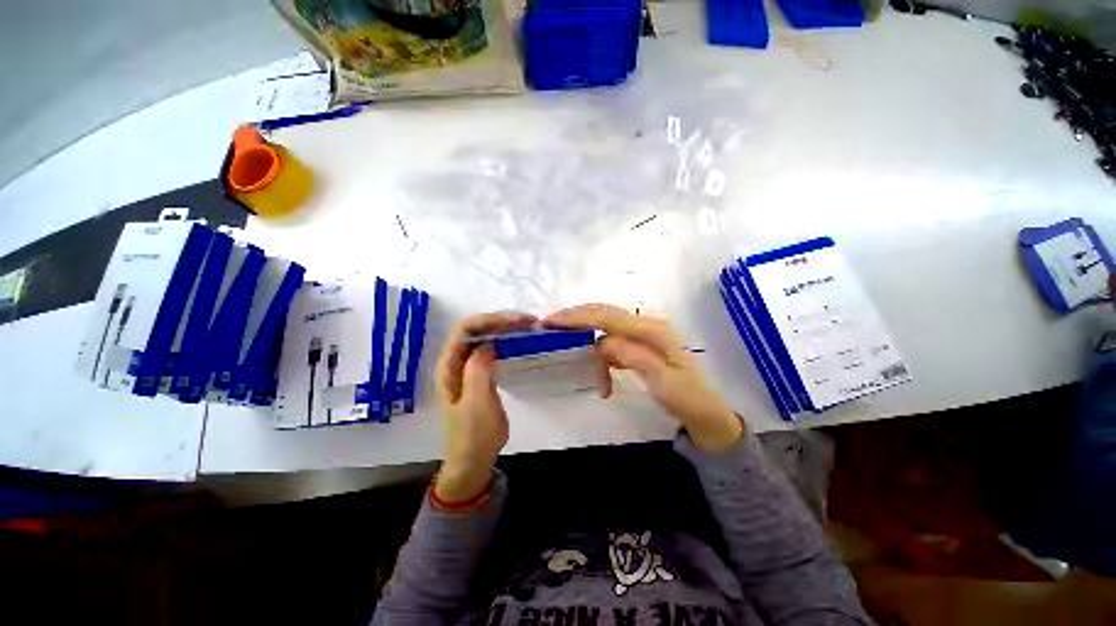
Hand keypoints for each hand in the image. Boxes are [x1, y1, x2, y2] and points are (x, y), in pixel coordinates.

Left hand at [434, 311, 536, 501]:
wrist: (473, 460)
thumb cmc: (473, 434)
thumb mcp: (476, 402)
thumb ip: (478, 370)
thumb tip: (487, 344)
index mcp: (449, 366)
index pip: (466, 329)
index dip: (491, 319)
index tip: (518, 320)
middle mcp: (455, 362)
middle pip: (476, 329)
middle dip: (501, 320)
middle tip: (530, 322)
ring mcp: (467, 368)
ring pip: (485, 337)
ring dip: (505, 329)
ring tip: (529, 327)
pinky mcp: (480, 374)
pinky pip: (492, 350)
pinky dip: (507, 342)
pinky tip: (520, 343)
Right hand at [544, 304, 742, 450]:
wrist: (706, 413)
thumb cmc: (688, 400)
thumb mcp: (664, 383)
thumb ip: (634, 357)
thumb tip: (603, 342)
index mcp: (653, 331)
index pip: (608, 316)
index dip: (578, 316)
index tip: (551, 320)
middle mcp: (647, 325)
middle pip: (604, 313)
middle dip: (576, 318)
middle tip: (549, 325)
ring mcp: (644, 334)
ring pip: (606, 328)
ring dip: (590, 344)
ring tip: (578, 360)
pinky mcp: (640, 345)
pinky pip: (613, 343)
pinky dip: (602, 356)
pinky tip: (601, 375)